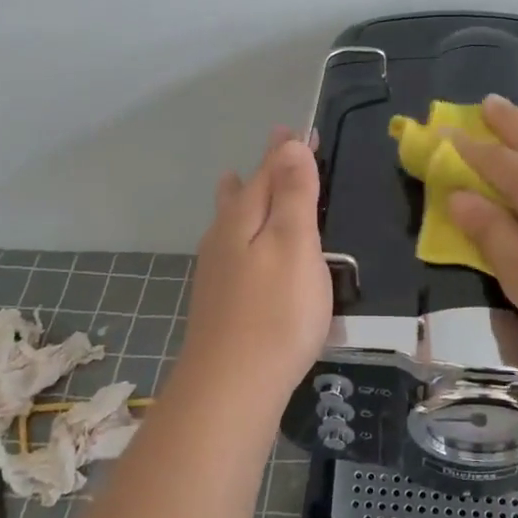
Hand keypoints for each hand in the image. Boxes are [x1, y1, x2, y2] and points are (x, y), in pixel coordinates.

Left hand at [179, 128, 332, 398]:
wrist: (231, 387)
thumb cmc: (276, 313)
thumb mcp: (295, 245)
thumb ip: (294, 195)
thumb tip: (289, 145)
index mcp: (245, 218)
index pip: (268, 171)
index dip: (286, 151)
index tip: (299, 130)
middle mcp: (224, 237)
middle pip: (244, 192)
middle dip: (262, 170)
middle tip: (276, 148)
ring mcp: (217, 271)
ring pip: (230, 220)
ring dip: (241, 197)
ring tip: (235, 181)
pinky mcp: (220, 301)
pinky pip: (231, 247)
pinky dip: (240, 232)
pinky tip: (238, 247)